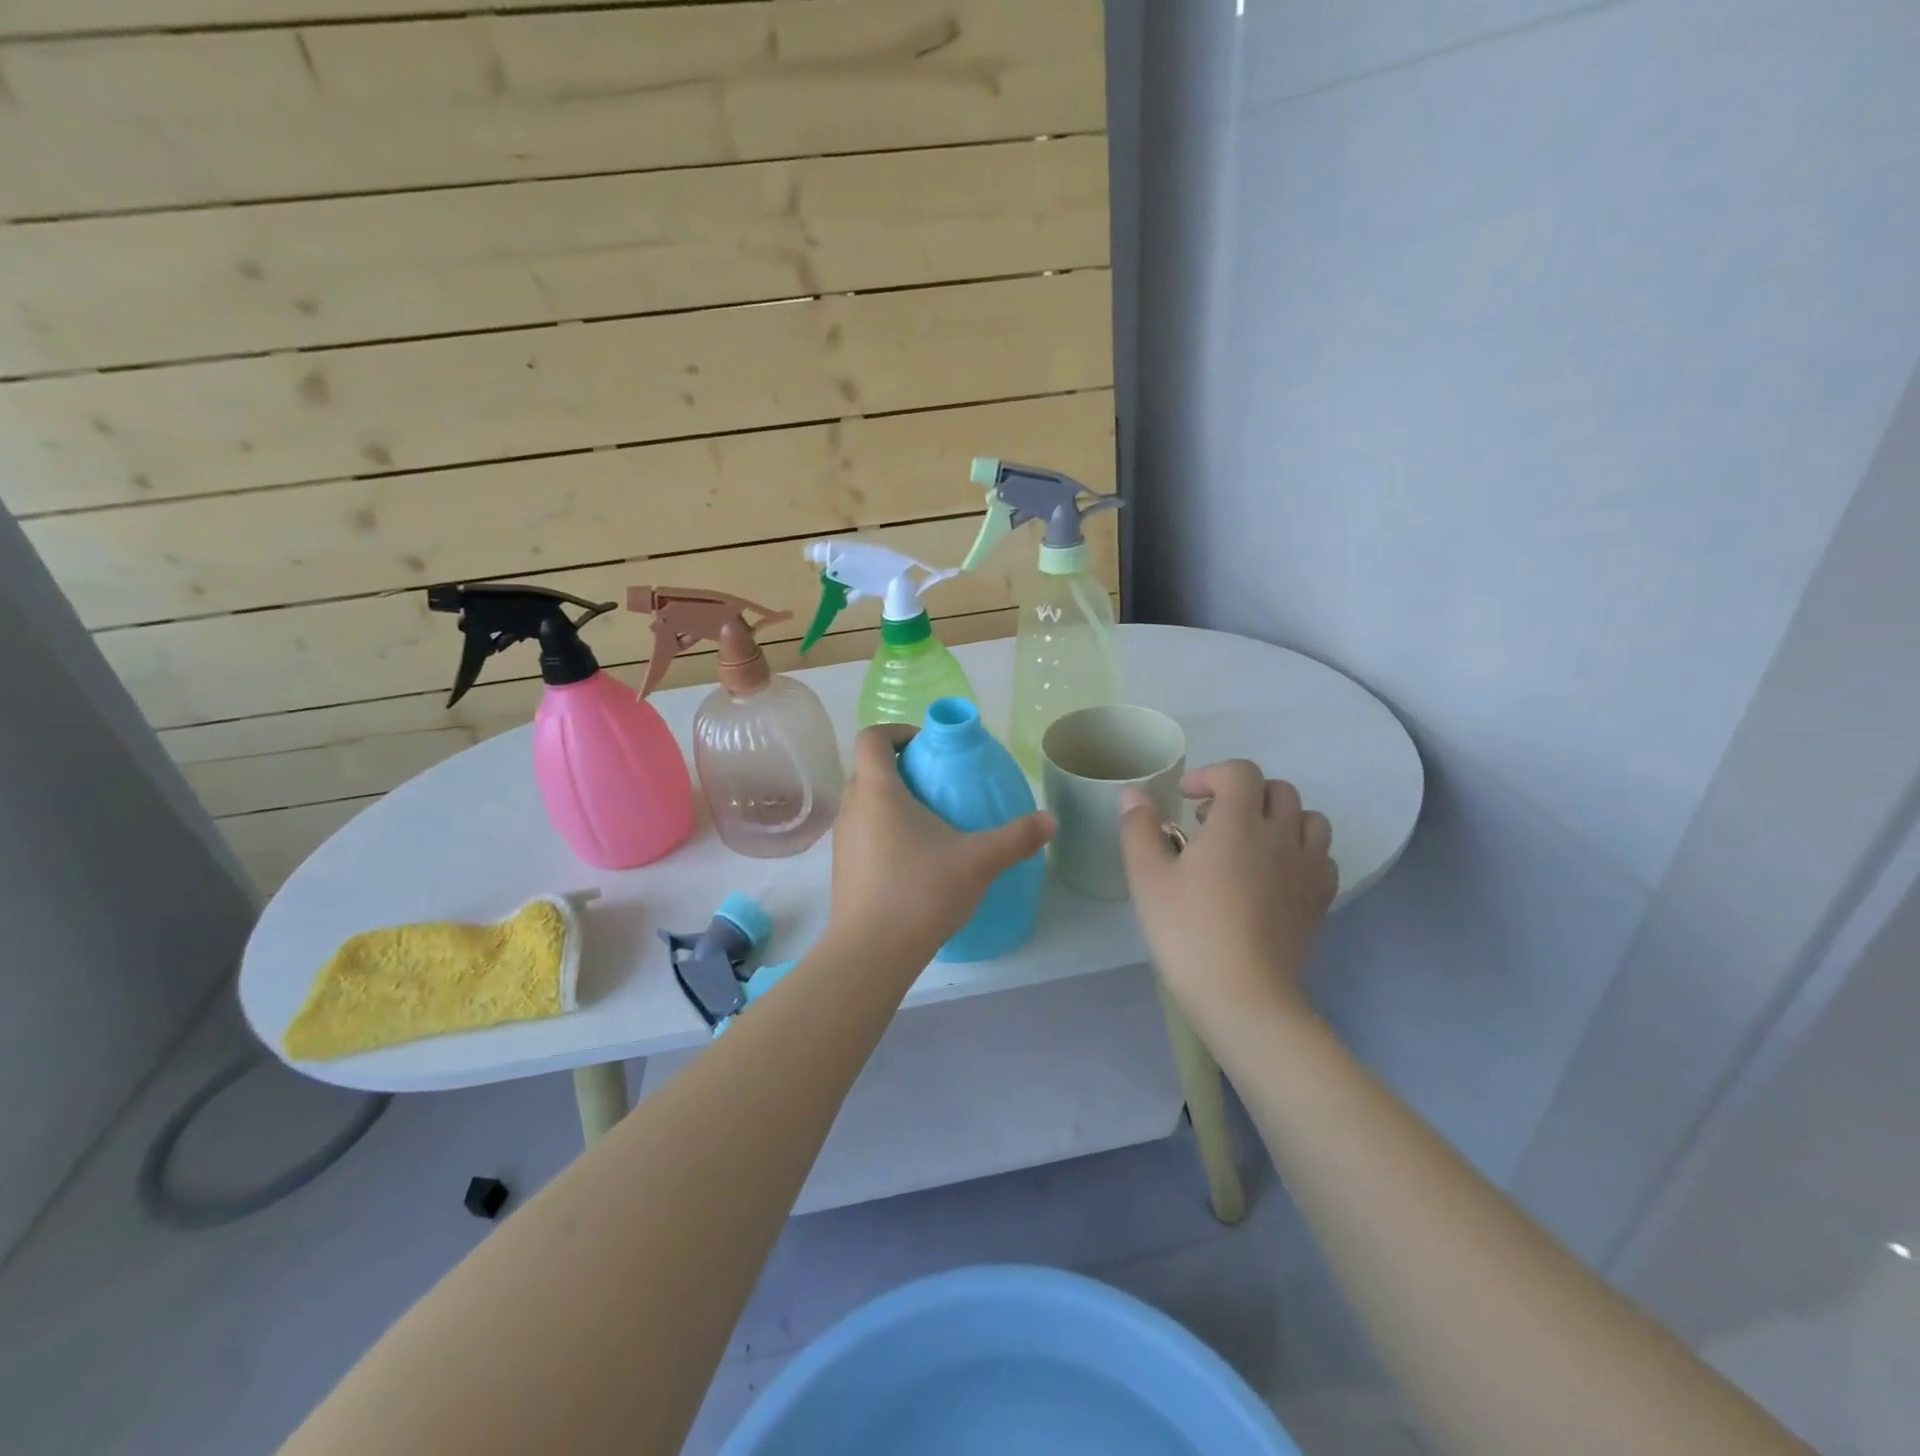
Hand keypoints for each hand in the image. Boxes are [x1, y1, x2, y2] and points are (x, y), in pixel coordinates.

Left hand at [826, 726, 1054, 965]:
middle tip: (936, 784)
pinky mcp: (842, 869)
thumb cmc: (921, 893)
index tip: (928, 747)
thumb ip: (1017, 837)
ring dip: (890, 801)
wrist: (871, 953)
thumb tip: (1050, 820)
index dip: (898, 732)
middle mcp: (852, 808)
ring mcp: (842, 840)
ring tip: (929, 823)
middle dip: (900, 768)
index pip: (872, 738)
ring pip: (863, 803)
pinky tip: (914, 860)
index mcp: (878, 791)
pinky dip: (883, 831)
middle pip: (868, 769)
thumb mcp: (978, 861)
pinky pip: (862, 833)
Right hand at [1119, 760, 1335, 1026]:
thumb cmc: (1188, 932)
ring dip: (1279, 818)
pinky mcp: (1320, 898)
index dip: (1212, 775)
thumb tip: (1134, 794)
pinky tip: (1274, 874)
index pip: (1241, 773)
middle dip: (1243, 794)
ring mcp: (1307, 867)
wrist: (1243, 995)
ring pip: (1309, 819)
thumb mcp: (1148, 878)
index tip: (1186, 800)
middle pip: (1277, 790)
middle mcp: (1281, 835)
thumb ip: (1139, 828)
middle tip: (1212, 823)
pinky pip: (1321, 855)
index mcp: (1239, 823)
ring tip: (1250, 843)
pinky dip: (1300, 851)